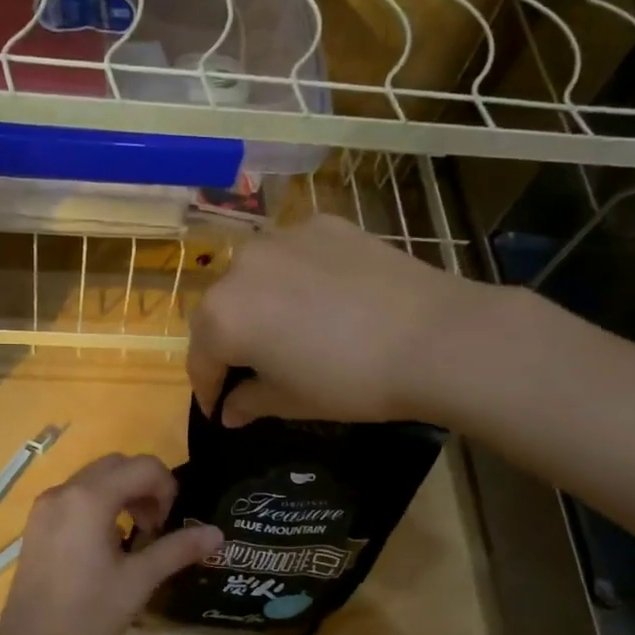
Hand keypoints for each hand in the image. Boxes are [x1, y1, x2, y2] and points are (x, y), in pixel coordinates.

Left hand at [0, 453, 221, 634]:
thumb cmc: (88, 614)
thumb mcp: (139, 581)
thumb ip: (178, 549)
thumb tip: (217, 534)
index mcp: (90, 498)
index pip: (143, 466)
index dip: (166, 488)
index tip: (168, 525)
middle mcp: (65, 491)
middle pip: (117, 465)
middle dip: (145, 487)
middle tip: (155, 527)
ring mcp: (46, 506)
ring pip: (95, 478)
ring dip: (123, 494)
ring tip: (134, 536)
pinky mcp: (37, 523)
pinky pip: (75, 496)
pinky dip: (99, 504)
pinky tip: (105, 543)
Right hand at [187, 213, 476, 426]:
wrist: (434, 338)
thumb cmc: (350, 381)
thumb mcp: (291, 401)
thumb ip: (248, 401)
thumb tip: (229, 410)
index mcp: (222, 316)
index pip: (200, 360)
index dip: (207, 390)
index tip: (218, 410)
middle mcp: (240, 267)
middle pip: (221, 312)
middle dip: (228, 344)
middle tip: (251, 371)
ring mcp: (282, 238)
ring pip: (254, 278)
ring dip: (258, 305)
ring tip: (286, 330)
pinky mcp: (322, 225)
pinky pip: (292, 256)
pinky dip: (294, 279)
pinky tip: (322, 300)